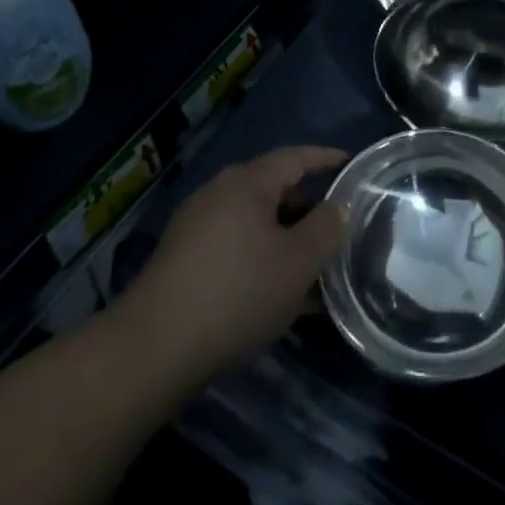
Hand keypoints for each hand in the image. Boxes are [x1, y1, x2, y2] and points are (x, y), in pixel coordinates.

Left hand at [120, 146, 347, 382]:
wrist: (154, 347)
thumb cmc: (237, 293)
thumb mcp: (297, 263)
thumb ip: (325, 229)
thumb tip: (338, 206)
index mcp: (248, 182)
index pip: (295, 157)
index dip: (326, 158)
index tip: (351, 163)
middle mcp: (220, 192)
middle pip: (273, 188)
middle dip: (307, 205)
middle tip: (338, 222)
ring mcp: (197, 225)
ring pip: (254, 222)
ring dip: (285, 237)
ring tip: (314, 264)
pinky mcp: (183, 259)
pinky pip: (235, 246)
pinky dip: (261, 258)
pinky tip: (277, 293)